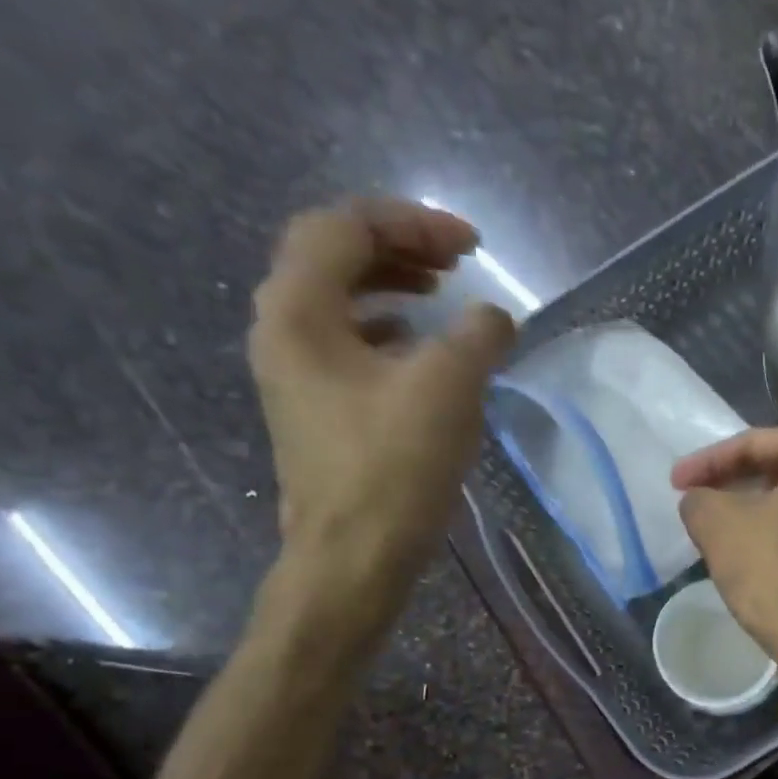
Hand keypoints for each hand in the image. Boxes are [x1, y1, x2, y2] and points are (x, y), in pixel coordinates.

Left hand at [248, 197, 514, 616]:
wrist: (355, 556)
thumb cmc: (394, 468)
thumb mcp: (448, 389)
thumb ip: (477, 336)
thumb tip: (495, 319)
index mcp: (299, 311)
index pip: (344, 228)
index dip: (411, 222)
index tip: (473, 248)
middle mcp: (282, 331)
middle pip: (332, 257)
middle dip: (398, 247)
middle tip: (455, 262)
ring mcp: (295, 374)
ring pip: (338, 301)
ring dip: (390, 287)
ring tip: (441, 296)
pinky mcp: (317, 410)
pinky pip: (347, 345)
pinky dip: (386, 332)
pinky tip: (418, 351)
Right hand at [672, 427, 777, 671]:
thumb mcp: (719, 526)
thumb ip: (700, 498)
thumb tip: (701, 500)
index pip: (758, 444)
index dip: (709, 461)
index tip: (675, 482)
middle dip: (738, 482)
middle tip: (701, 499)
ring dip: (761, 510)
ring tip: (724, 528)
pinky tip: (760, 555)